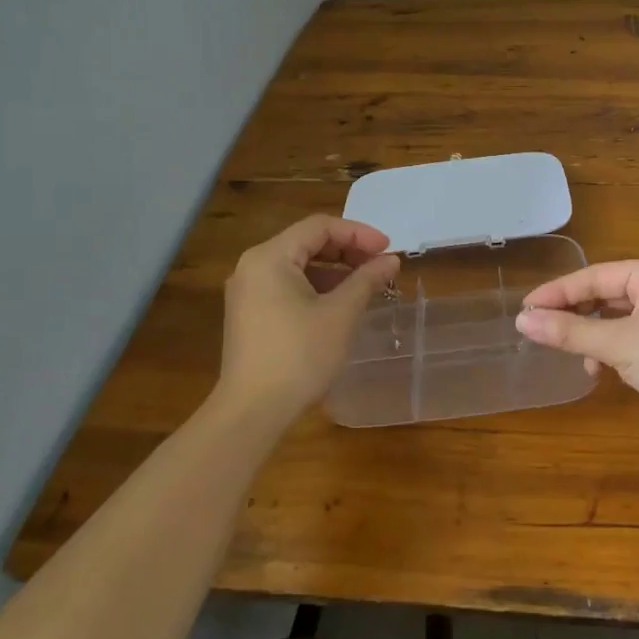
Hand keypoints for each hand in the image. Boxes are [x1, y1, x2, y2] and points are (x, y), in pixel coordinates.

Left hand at [216, 215, 399, 419]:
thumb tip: (390, 261)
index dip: (358, 233)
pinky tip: (341, 304)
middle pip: (307, 242)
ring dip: (335, 270)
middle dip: (348, 250)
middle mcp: (253, 266)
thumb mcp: (340, 314)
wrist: (252, 411)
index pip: (319, 227)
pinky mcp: (250, 314)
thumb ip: (366, 280)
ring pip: (299, 265)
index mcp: (269, 257)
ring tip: (367, 285)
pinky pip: (288, 286)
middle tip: (380, 265)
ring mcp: (248, 291)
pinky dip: (317, 287)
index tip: (388, 250)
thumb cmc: (299, 355)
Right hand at [516, 258, 638, 438]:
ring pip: (620, 318)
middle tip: (545, 334)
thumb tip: (523, 321)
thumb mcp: (618, 346)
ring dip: (597, 338)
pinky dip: (617, 350)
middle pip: (606, 295)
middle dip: (577, 317)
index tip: (524, 310)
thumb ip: (570, 332)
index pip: (593, 277)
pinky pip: (636, 336)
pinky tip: (609, 372)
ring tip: (582, 362)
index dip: (556, 294)